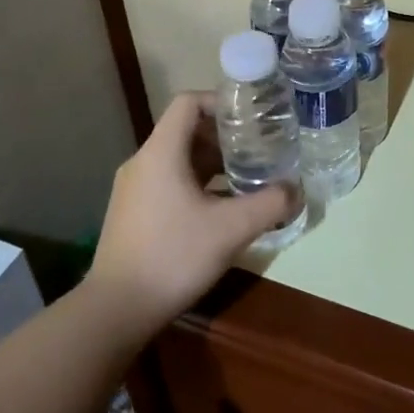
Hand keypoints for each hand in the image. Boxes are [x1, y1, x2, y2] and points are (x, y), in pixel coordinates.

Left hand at [83, 93, 297, 340]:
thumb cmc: (174, 256)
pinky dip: (197, 184)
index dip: (221, 103)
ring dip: (212, 163)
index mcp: (161, 153)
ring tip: (246, 178)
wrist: (117, 309)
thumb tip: (296, 190)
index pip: (188, 103)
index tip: (251, 119)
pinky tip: (221, 209)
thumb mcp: (232, 229)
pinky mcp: (132, 213)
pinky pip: (168, 182)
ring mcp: (133, 189)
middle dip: (224, 137)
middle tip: (258, 149)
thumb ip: (270, 204)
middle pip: (185, 131)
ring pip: (178, 160)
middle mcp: (143, 163)